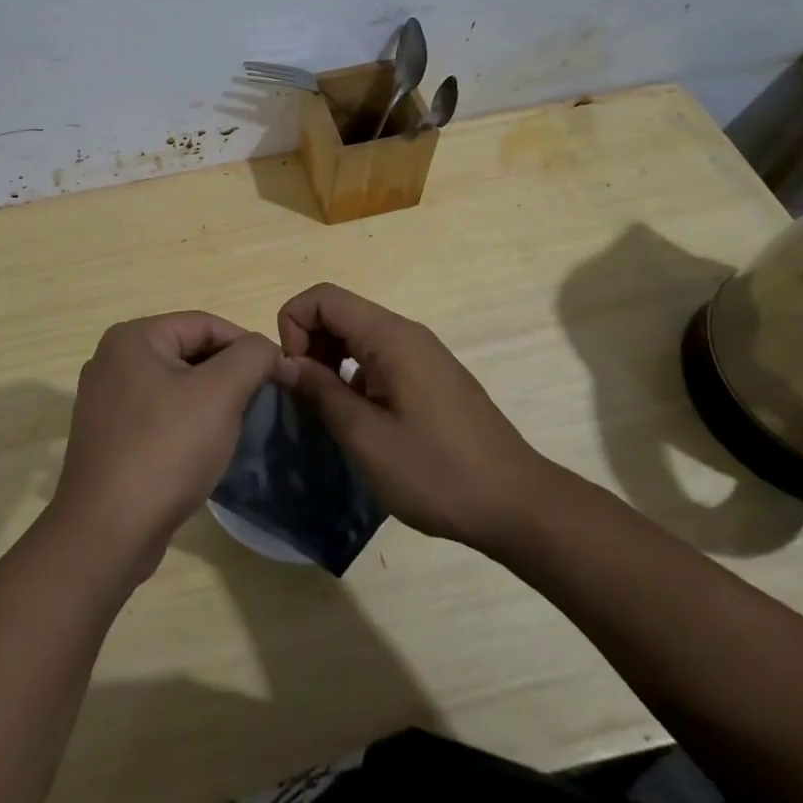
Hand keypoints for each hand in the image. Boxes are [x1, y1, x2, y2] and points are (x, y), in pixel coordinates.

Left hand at [49, 313, 287, 581]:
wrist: (107, 532)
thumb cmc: (166, 449)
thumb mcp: (220, 393)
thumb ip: (251, 357)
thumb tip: (268, 349)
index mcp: (133, 337)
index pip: (205, 324)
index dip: (248, 346)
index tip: (279, 376)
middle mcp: (113, 360)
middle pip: (189, 352)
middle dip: (229, 375)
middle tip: (261, 403)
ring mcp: (106, 400)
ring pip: (175, 386)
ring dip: (211, 401)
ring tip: (238, 427)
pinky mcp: (109, 437)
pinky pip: (159, 415)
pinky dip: (187, 424)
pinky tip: (204, 450)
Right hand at [278, 283, 553, 551]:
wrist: (518, 505)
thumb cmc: (437, 472)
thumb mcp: (365, 437)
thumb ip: (320, 391)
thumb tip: (284, 362)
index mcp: (390, 336)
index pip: (322, 297)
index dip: (293, 326)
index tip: (293, 375)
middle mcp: (406, 332)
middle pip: (339, 312)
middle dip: (308, 344)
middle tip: (304, 396)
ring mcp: (422, 353)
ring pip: (357, 334)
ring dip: (330, 360)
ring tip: (327, 409)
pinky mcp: (431, 376)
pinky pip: (379, 356)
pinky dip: (354, 374)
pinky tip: (360, 418)